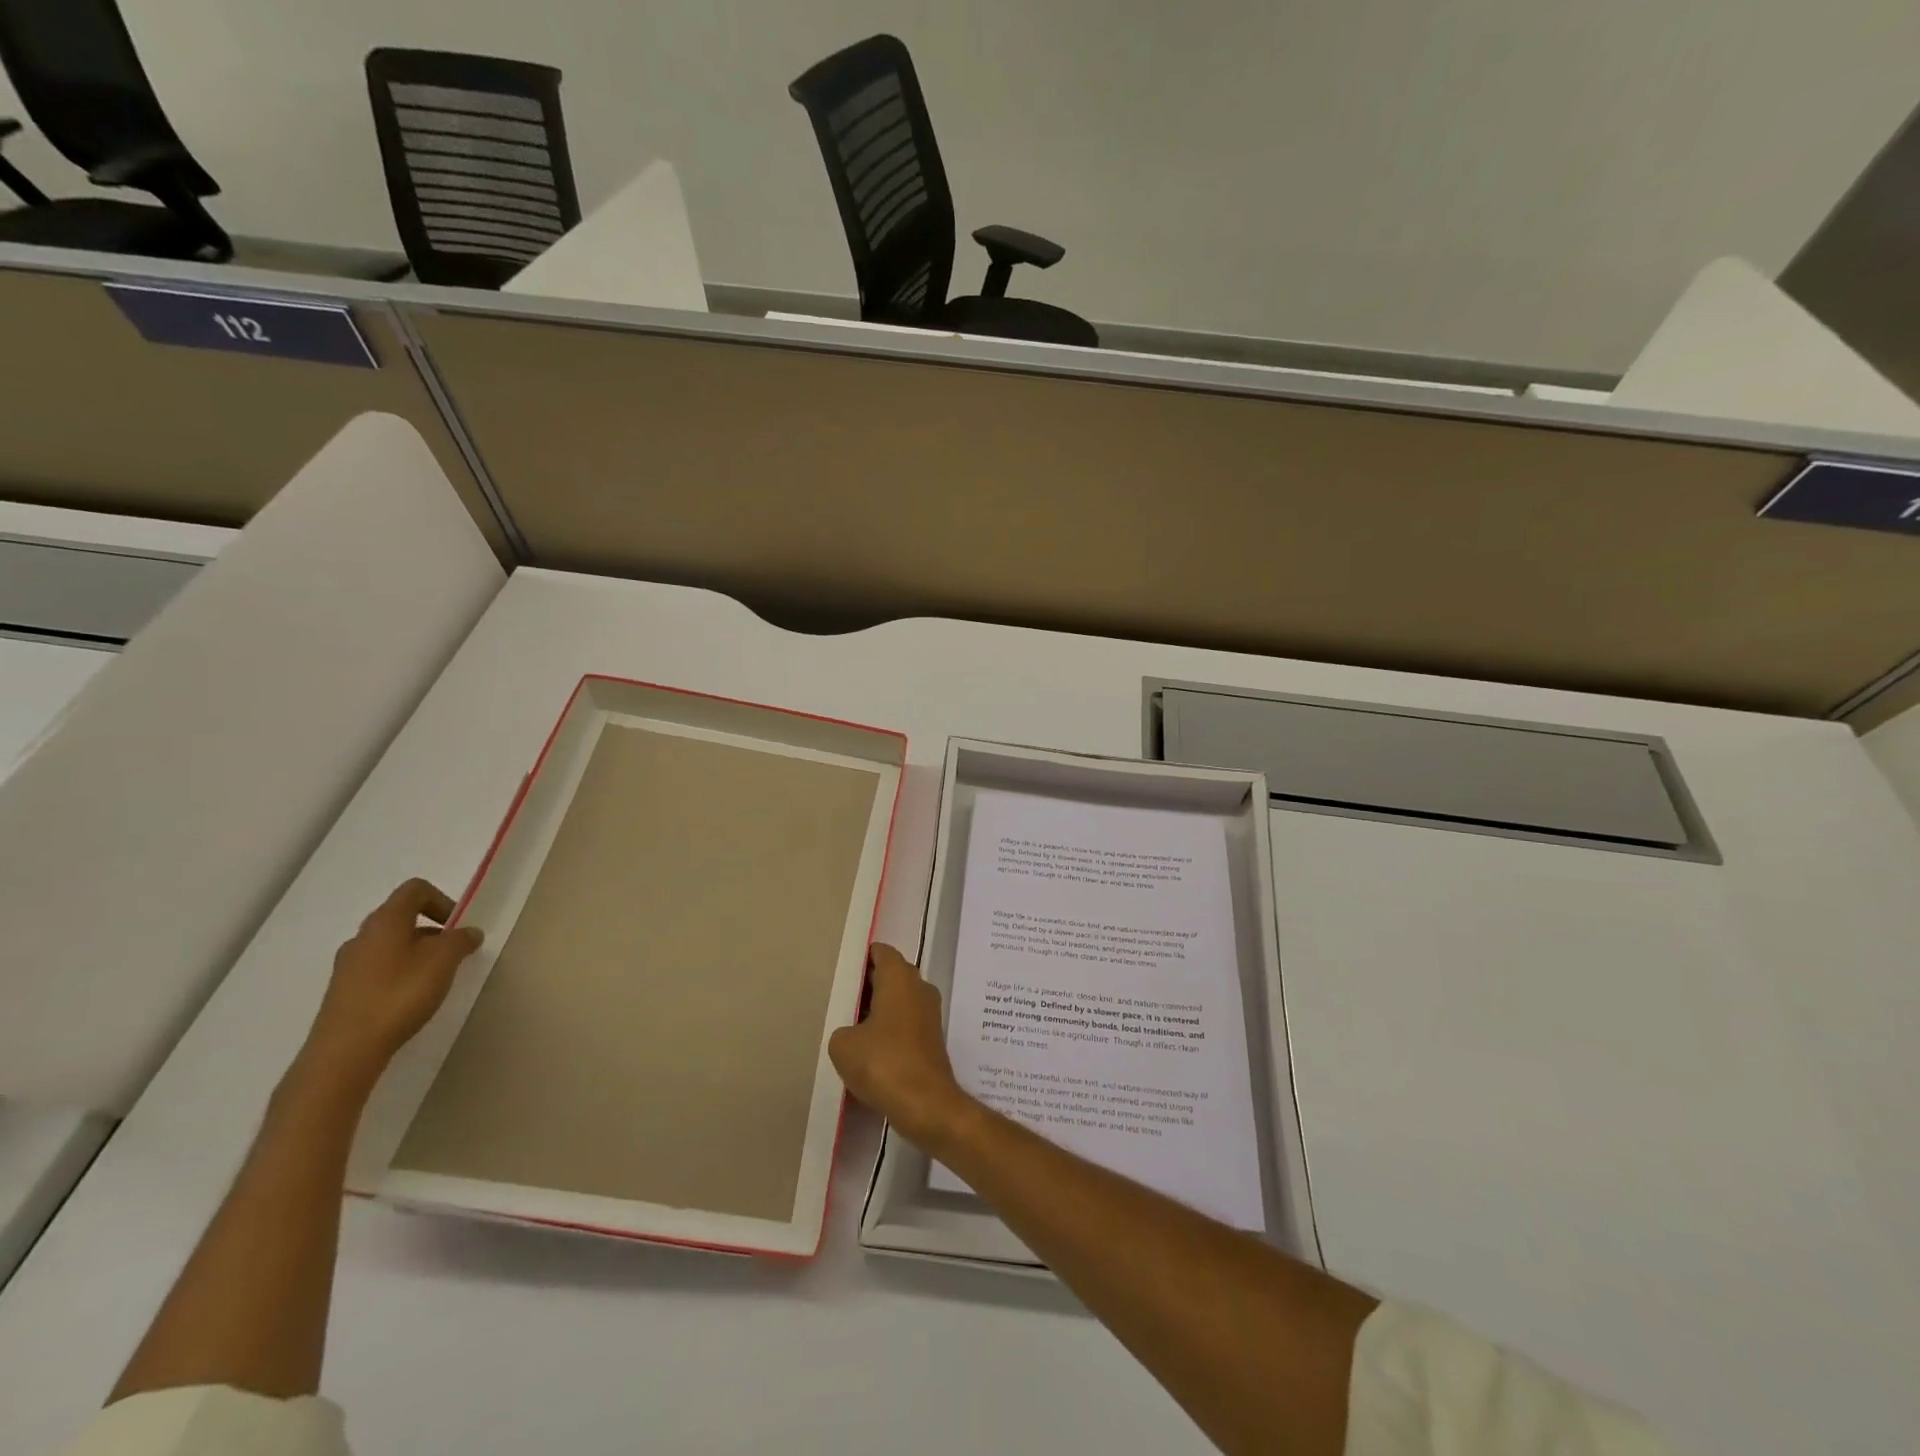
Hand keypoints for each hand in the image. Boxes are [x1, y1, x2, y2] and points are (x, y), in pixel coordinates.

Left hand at [302, 878, 483, 1086]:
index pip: (415, 890)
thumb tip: (468, 932)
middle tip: (451, 955)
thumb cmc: (399, 995)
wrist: (345, 1051)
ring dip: (417, 953)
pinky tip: (410, 999)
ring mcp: (347, 965)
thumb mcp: (444, 961)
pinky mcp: (342, 991)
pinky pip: (378, 969)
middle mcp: (362, 936)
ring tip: (433, 980)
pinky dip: (399, 974)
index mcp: (385, 921)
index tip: (456, 927)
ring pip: (390, 945)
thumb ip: (461, 940)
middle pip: (402, 917)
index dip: (442, 900)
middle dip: (432, 931)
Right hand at [828, 945, 972, 1149]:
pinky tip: (871, 1050)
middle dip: (869, 984)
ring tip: (852, 1027)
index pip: (882, 952)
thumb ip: (843, 1029)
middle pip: (892, 975)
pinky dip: (891, 1030)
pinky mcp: (932, 1039)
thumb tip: (853, 1034)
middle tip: (843, 999)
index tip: (844, 971)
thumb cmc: (883, 1062)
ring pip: (900, 1000)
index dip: (863, 958)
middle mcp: (919, 988)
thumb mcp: (843, 1044)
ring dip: (880, 1010)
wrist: (925, 1104)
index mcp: (899, 977)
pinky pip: (907, 1023)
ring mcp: (930, 1014)